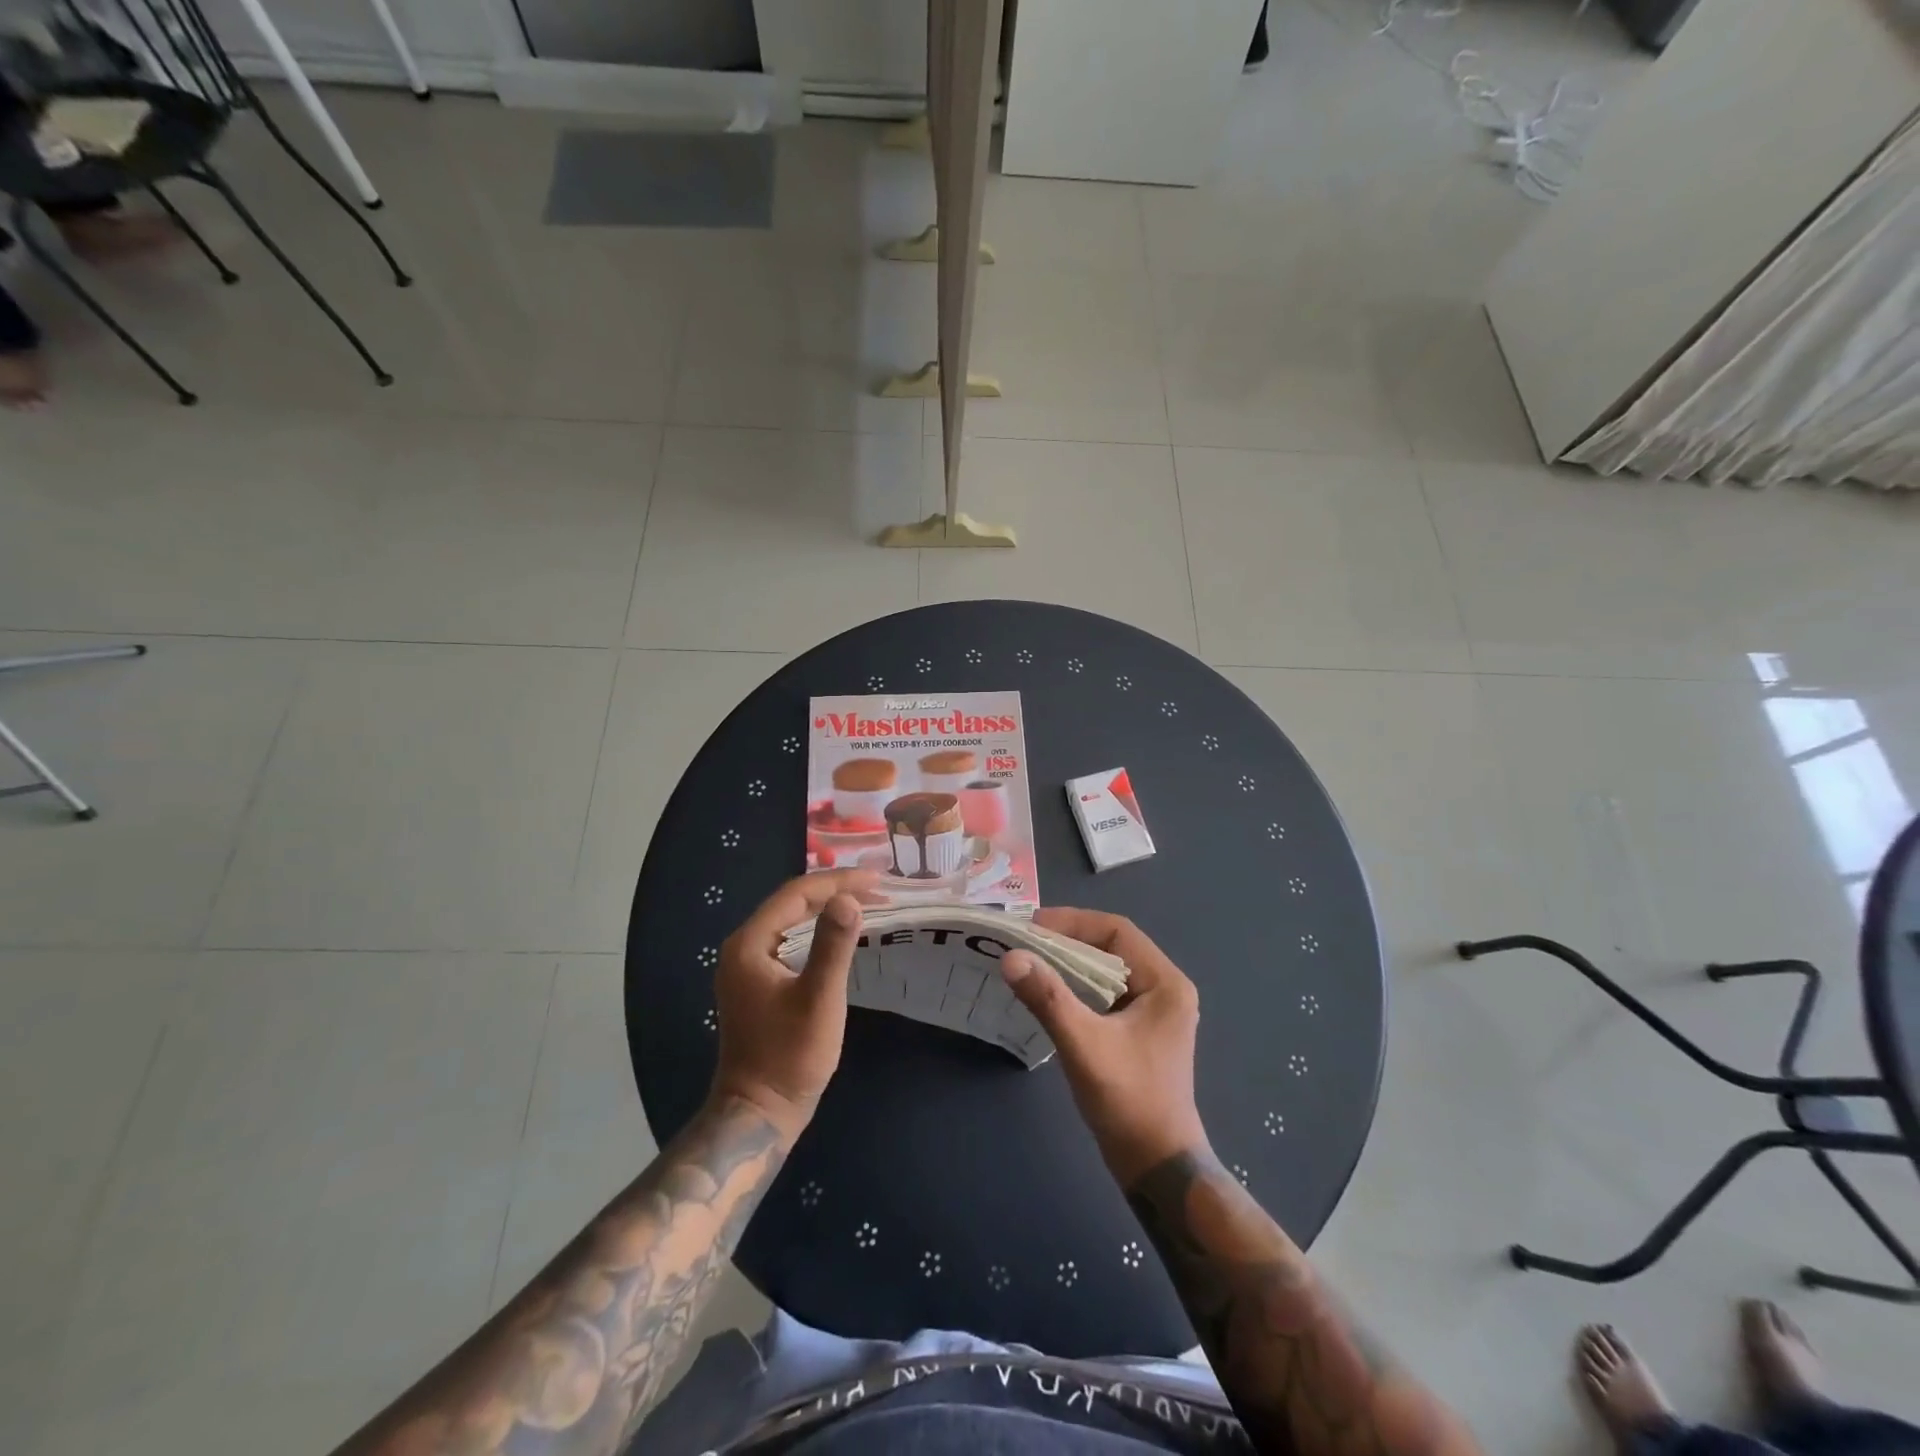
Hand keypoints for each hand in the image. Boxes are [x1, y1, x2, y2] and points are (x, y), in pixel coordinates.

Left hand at [708, 870, 876, 1138]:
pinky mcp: (758, 983)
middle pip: (792, 903)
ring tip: (866, 902)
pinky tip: (841, 933)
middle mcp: (743, 947)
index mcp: (750, 944)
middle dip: (835, 891)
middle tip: (878, 888)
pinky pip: (790, 940)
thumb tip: (850, 898)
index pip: (795, 894)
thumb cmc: (790, 1056)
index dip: (837, 882)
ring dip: (827, 909)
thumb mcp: (818, 998)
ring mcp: (747, 966)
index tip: (876, 879)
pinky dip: (818, 930)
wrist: (759, 1112)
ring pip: (791, 920)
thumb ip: (833, 945)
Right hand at [1001, 909, 1207, 1183]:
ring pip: (1105, 971)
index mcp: (1165, 983)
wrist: (1157, 1168)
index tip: (1032, 926)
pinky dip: (1076, 987)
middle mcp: (1164, 989)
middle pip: (1111, 947)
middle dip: (1067, 940)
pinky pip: (1104, 994)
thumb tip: (1011, 957)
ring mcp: (1153, 1011)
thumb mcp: (1084, 1044)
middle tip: (1023, 942)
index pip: (1117, 931)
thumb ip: (1048, 997)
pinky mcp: (1139, 1031)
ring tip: (1029, 962)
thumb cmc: (1128, 1101)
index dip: (1073, 922)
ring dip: (1069, 964)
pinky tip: (1047, 993)